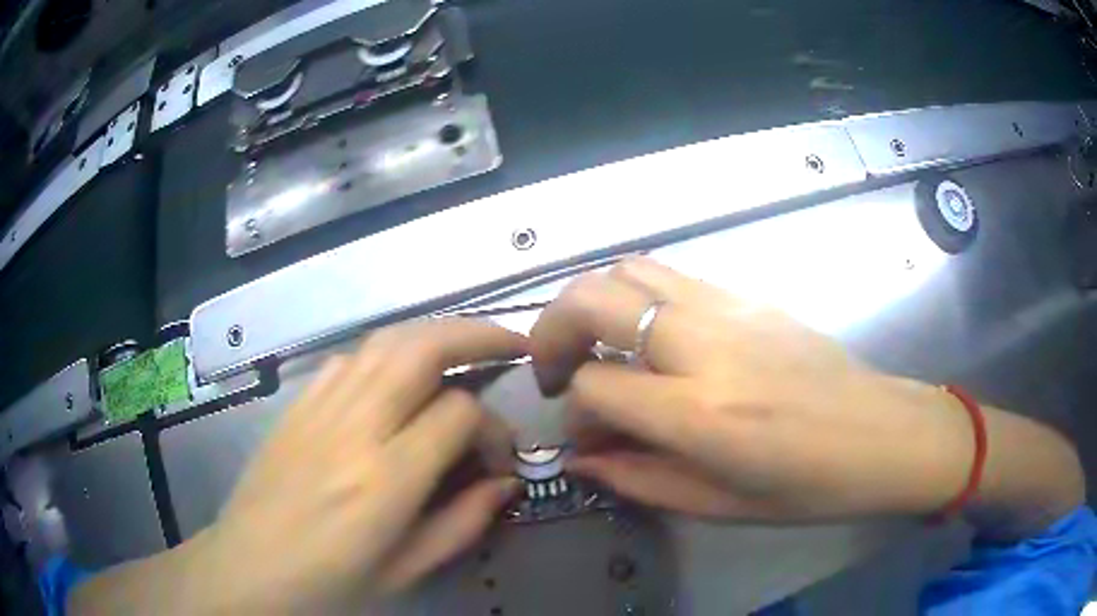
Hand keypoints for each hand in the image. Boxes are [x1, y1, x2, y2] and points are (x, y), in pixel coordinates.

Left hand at [189, 319, 525, 611]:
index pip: (459, 413)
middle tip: (510, 342)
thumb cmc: (328, 585)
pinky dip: (383, 354)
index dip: (494, 428)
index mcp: (385, 479)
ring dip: (432, 334)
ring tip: (463, 346)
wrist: (248, 570)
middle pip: (421, 348)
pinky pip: (347, 359)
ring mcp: (318, 409)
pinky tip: (394, 376)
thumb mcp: (405, 571)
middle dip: (476, 335)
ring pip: (384, 341)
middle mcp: (353, 428)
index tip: (499, 458)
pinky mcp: (295, 406)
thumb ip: (462, 524)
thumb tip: (506, 483)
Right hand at [531, 257, 978, 521]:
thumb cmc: (809, 486)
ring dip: (592, 302)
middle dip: (552, 330)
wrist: (883, 433)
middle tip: (553, 367)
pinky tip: (649, 335)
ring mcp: (730, 308)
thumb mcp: (720, 506)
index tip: (587, 435)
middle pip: (593, 300)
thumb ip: (639, 480)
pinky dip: (636, 296)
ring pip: (628, 270)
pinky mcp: (750, 295)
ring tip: (594, 343)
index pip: (595, 388)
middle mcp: (706, 346)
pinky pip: (670, 275)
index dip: (573, 414)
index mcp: (702, 414)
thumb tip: (581, 460)